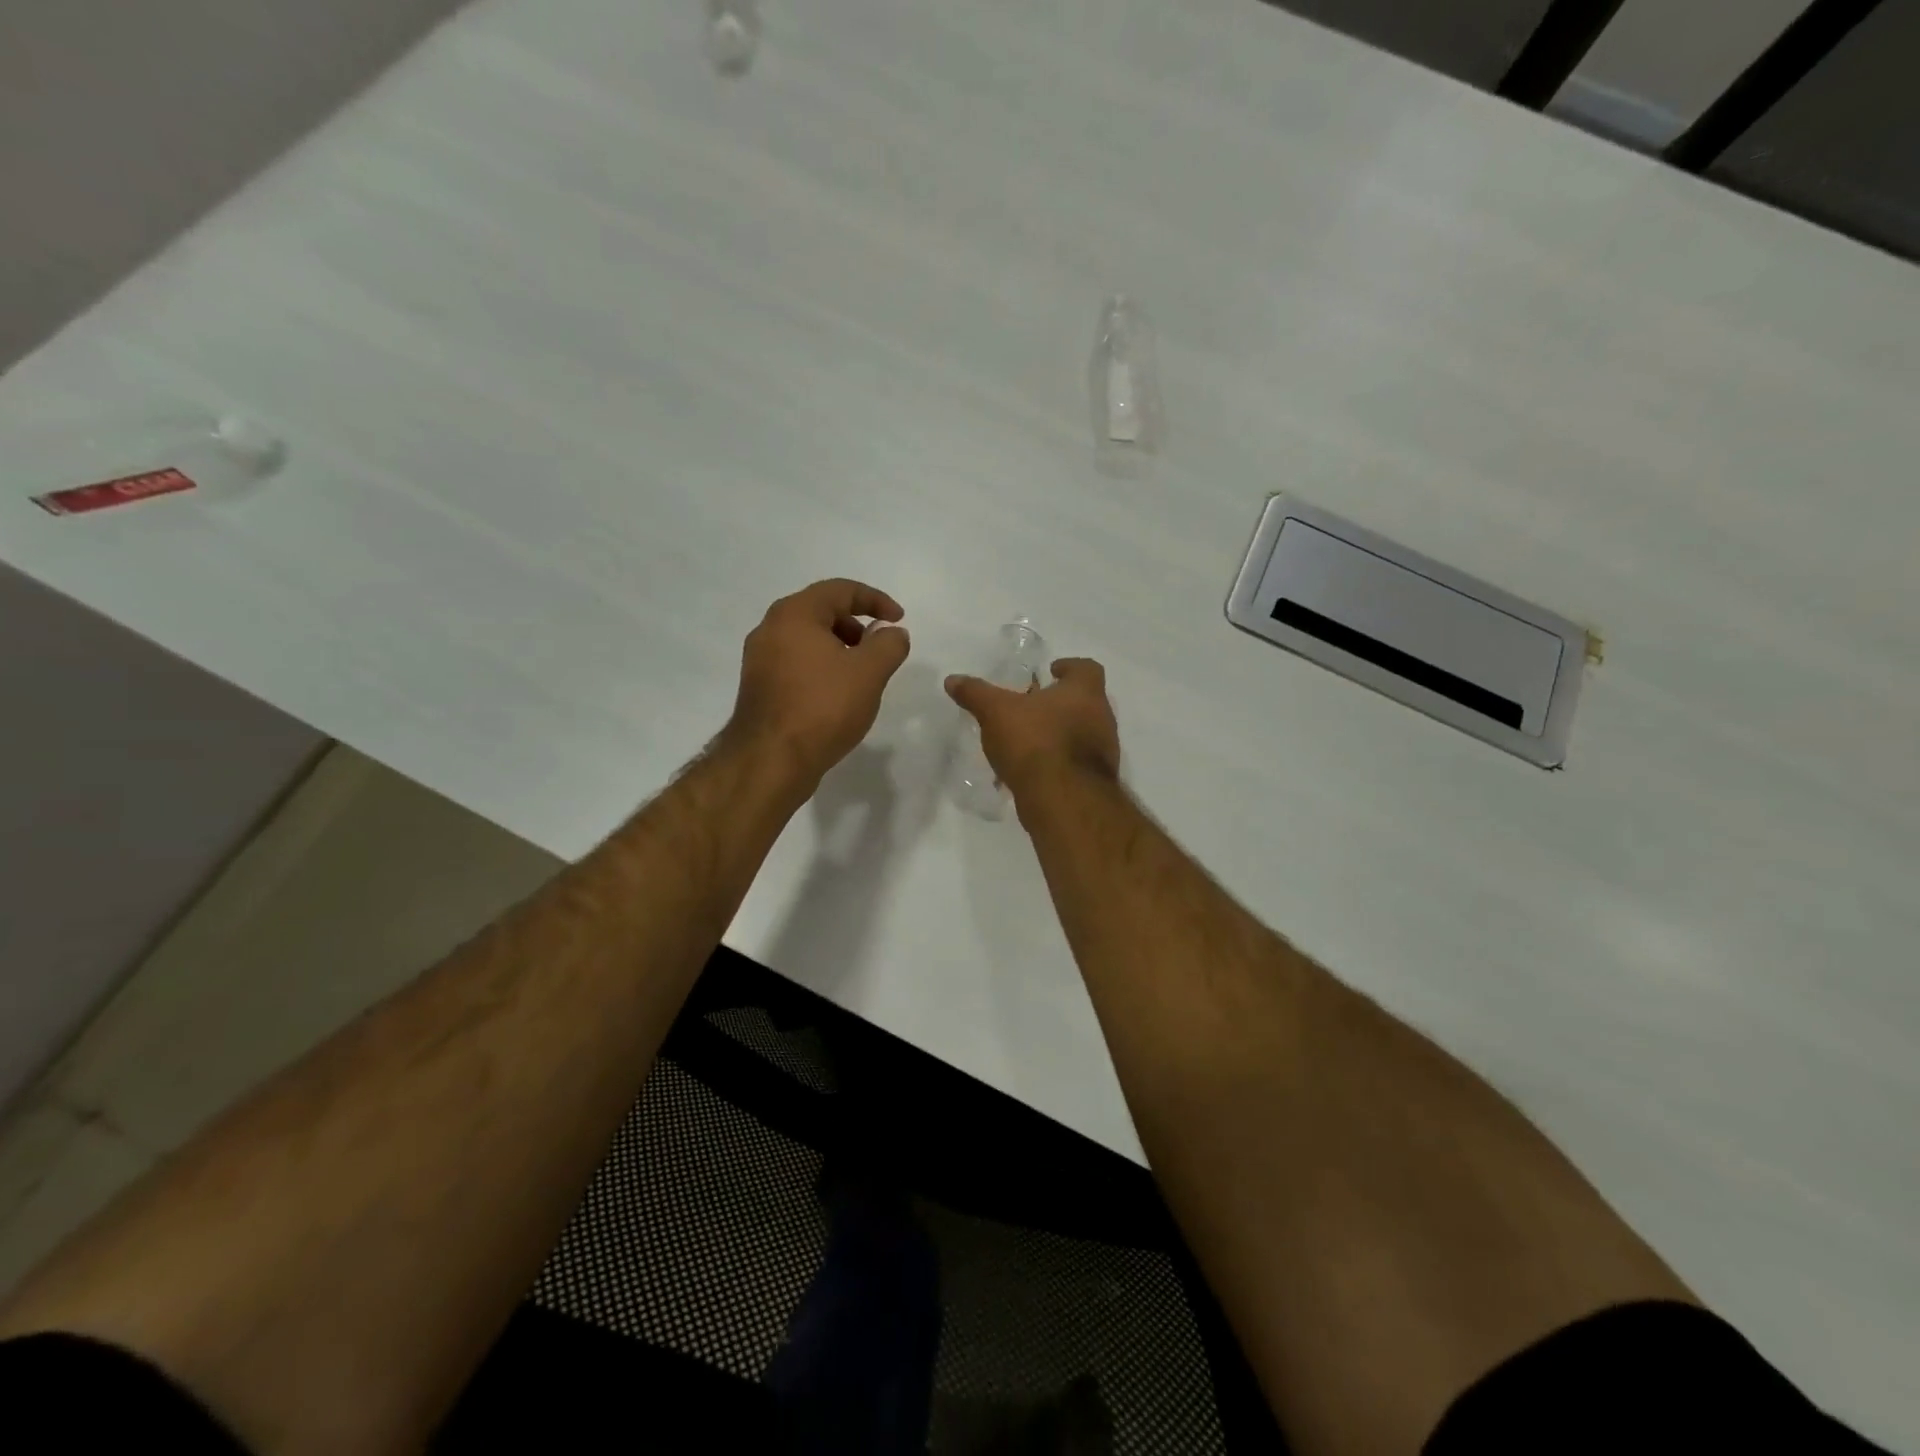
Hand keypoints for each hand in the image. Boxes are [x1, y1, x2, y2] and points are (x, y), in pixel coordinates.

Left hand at [725, 579, 911, 786]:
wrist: (771, 760)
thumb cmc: (823, 707)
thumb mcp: (869, 672)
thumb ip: (889, 645)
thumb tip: (893, 633)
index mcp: (794, 614)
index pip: (840, 589)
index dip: (876, 600)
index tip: (899, 620)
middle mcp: (770, 628)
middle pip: (821, 611)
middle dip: (856, 624)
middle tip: (878, 648)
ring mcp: (759, 659)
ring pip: (807, 639)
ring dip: (839, 647)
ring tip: (861, 675)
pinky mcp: (758, 686)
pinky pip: (796, 662)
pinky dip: (821, 667)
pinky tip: (837, 694)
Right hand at [945, 657, 1119, 799]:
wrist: (1063, 800)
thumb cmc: (1035, 742)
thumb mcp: (996, 712)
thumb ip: (976, 694)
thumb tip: (953, 680)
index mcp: (1085, 692)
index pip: (1087, 668)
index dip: (1069, 667)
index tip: (1051, 671)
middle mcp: (1102, 718)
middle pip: (1085, 702)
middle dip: (1060, 704)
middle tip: (1032, 707)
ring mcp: (1103, 752)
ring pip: (1081, 734)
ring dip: (1059, 734)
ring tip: (1028, 741)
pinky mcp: (1095, 781)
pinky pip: (1076, 764)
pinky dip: (1058, 762)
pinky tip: (1032, 771)